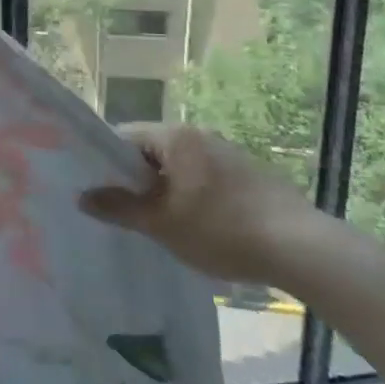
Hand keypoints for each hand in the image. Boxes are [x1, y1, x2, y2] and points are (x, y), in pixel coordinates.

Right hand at [78, 124, 325, 285]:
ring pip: (180, 165)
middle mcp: (199, 134)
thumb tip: (82, 197)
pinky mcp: (249, 173)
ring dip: (166, 187)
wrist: (302, 248)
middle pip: (151, 150)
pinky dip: (194, 194)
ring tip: (163, 222)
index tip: (99, 190)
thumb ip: (119, 207)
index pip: (123, 137)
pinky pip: (205, 176)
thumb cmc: (221, 230)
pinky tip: (201, 226)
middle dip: (137, 178)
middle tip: (127, 211)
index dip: (105, 162)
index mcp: (174, 137)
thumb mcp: (162, 224)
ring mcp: (227, 151)